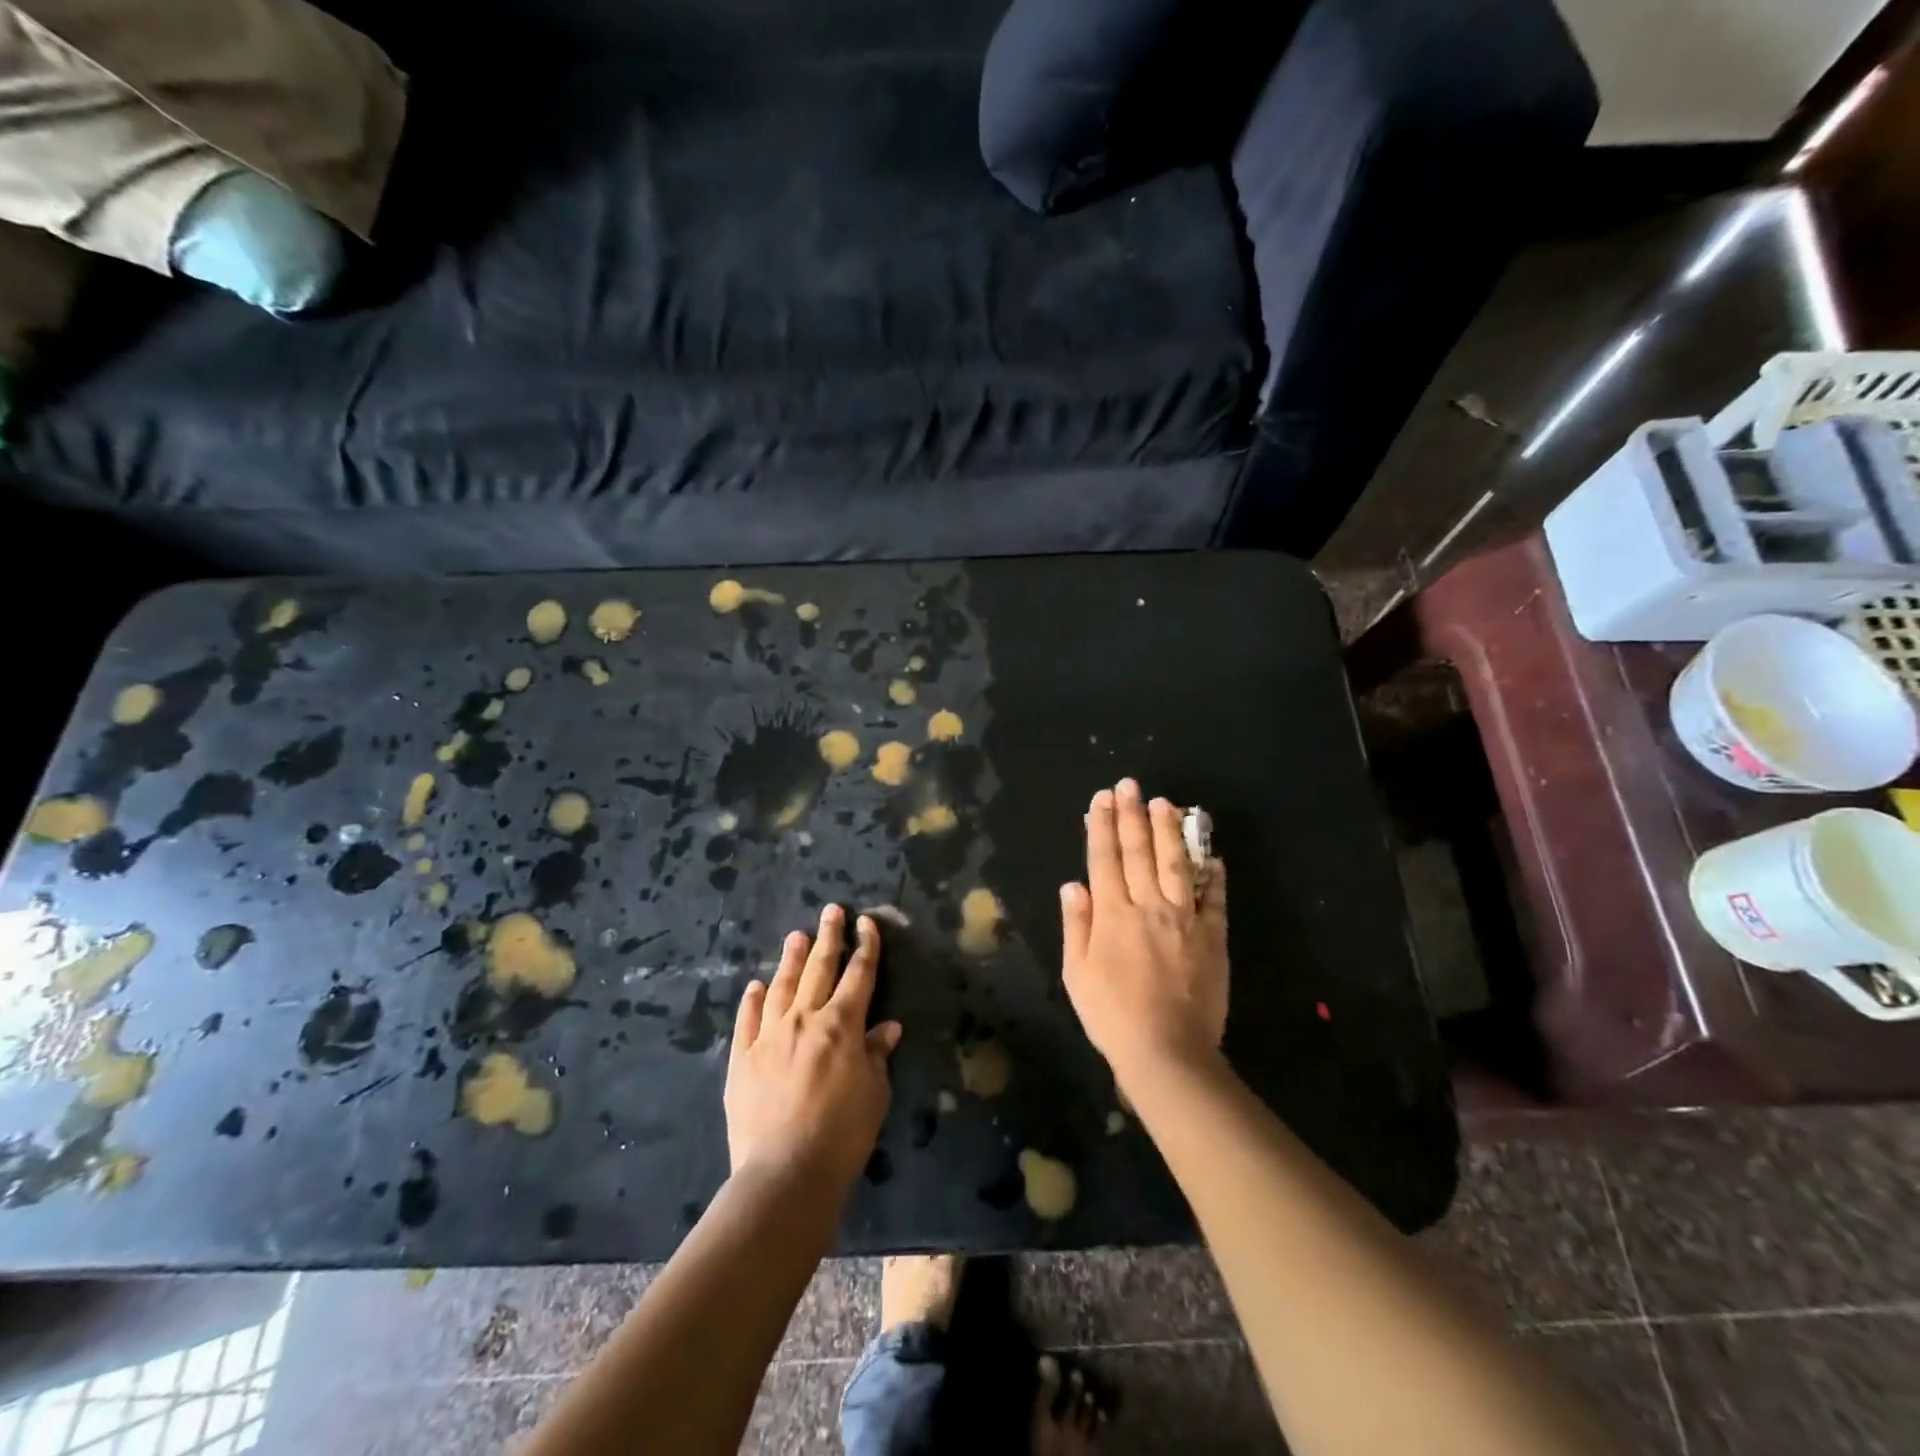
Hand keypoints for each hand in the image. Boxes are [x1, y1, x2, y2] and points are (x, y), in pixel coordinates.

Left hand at [725, 905, 902, 1189]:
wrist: (785, 1174)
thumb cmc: (842, 1135)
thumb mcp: (874, 1094)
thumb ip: (877, 1054)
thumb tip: (888, 1027)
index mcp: (842, 1025)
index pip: (859, 975)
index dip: (865, 946)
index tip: (866, 923)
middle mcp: (804, 1019)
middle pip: (819, 968)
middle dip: (828, 937)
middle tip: (831, 911)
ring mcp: (769, 1036)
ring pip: (782, 986)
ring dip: (791, 958)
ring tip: (796, 936)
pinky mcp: (742, 1058)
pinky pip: (748, 1019)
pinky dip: (753, 999)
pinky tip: (756, 986)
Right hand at [1060, 779, 1227, 1080]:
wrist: (1167, 1051)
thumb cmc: (1111, 1015)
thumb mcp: (1076, 973)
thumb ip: (1075, 925)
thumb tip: (1074, 884)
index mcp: (1112, 914)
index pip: (1104, 858)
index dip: (1102, 825)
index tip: (1101, 799)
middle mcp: (1148, 905)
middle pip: (1139, 851)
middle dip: (1132, 814)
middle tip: (1130, 785)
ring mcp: (1185, 919)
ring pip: (1176, 864)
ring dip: (1169, 831)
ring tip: (1166, 803)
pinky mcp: (1213, 936)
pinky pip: (1215, 898)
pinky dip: (1214, 874)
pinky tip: (1212, 854)